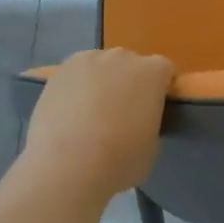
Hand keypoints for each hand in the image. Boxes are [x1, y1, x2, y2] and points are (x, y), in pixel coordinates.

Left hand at [23, 49, 174, 199]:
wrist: (67, 165)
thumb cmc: (120, 160)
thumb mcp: (152, 146)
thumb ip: (149, 122)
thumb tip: (137, 121)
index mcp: (152, 73)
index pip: (164, 70)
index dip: (159, 89)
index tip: (152, 110)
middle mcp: (122, 57)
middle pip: (131, 65)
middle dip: (129, 83)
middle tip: (121, 114)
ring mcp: (88, 60)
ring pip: (100, 67)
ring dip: (101, 83)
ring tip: (90, 115)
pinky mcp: (59, 71)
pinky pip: (75, 76)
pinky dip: (75, 89)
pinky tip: (68, 115)